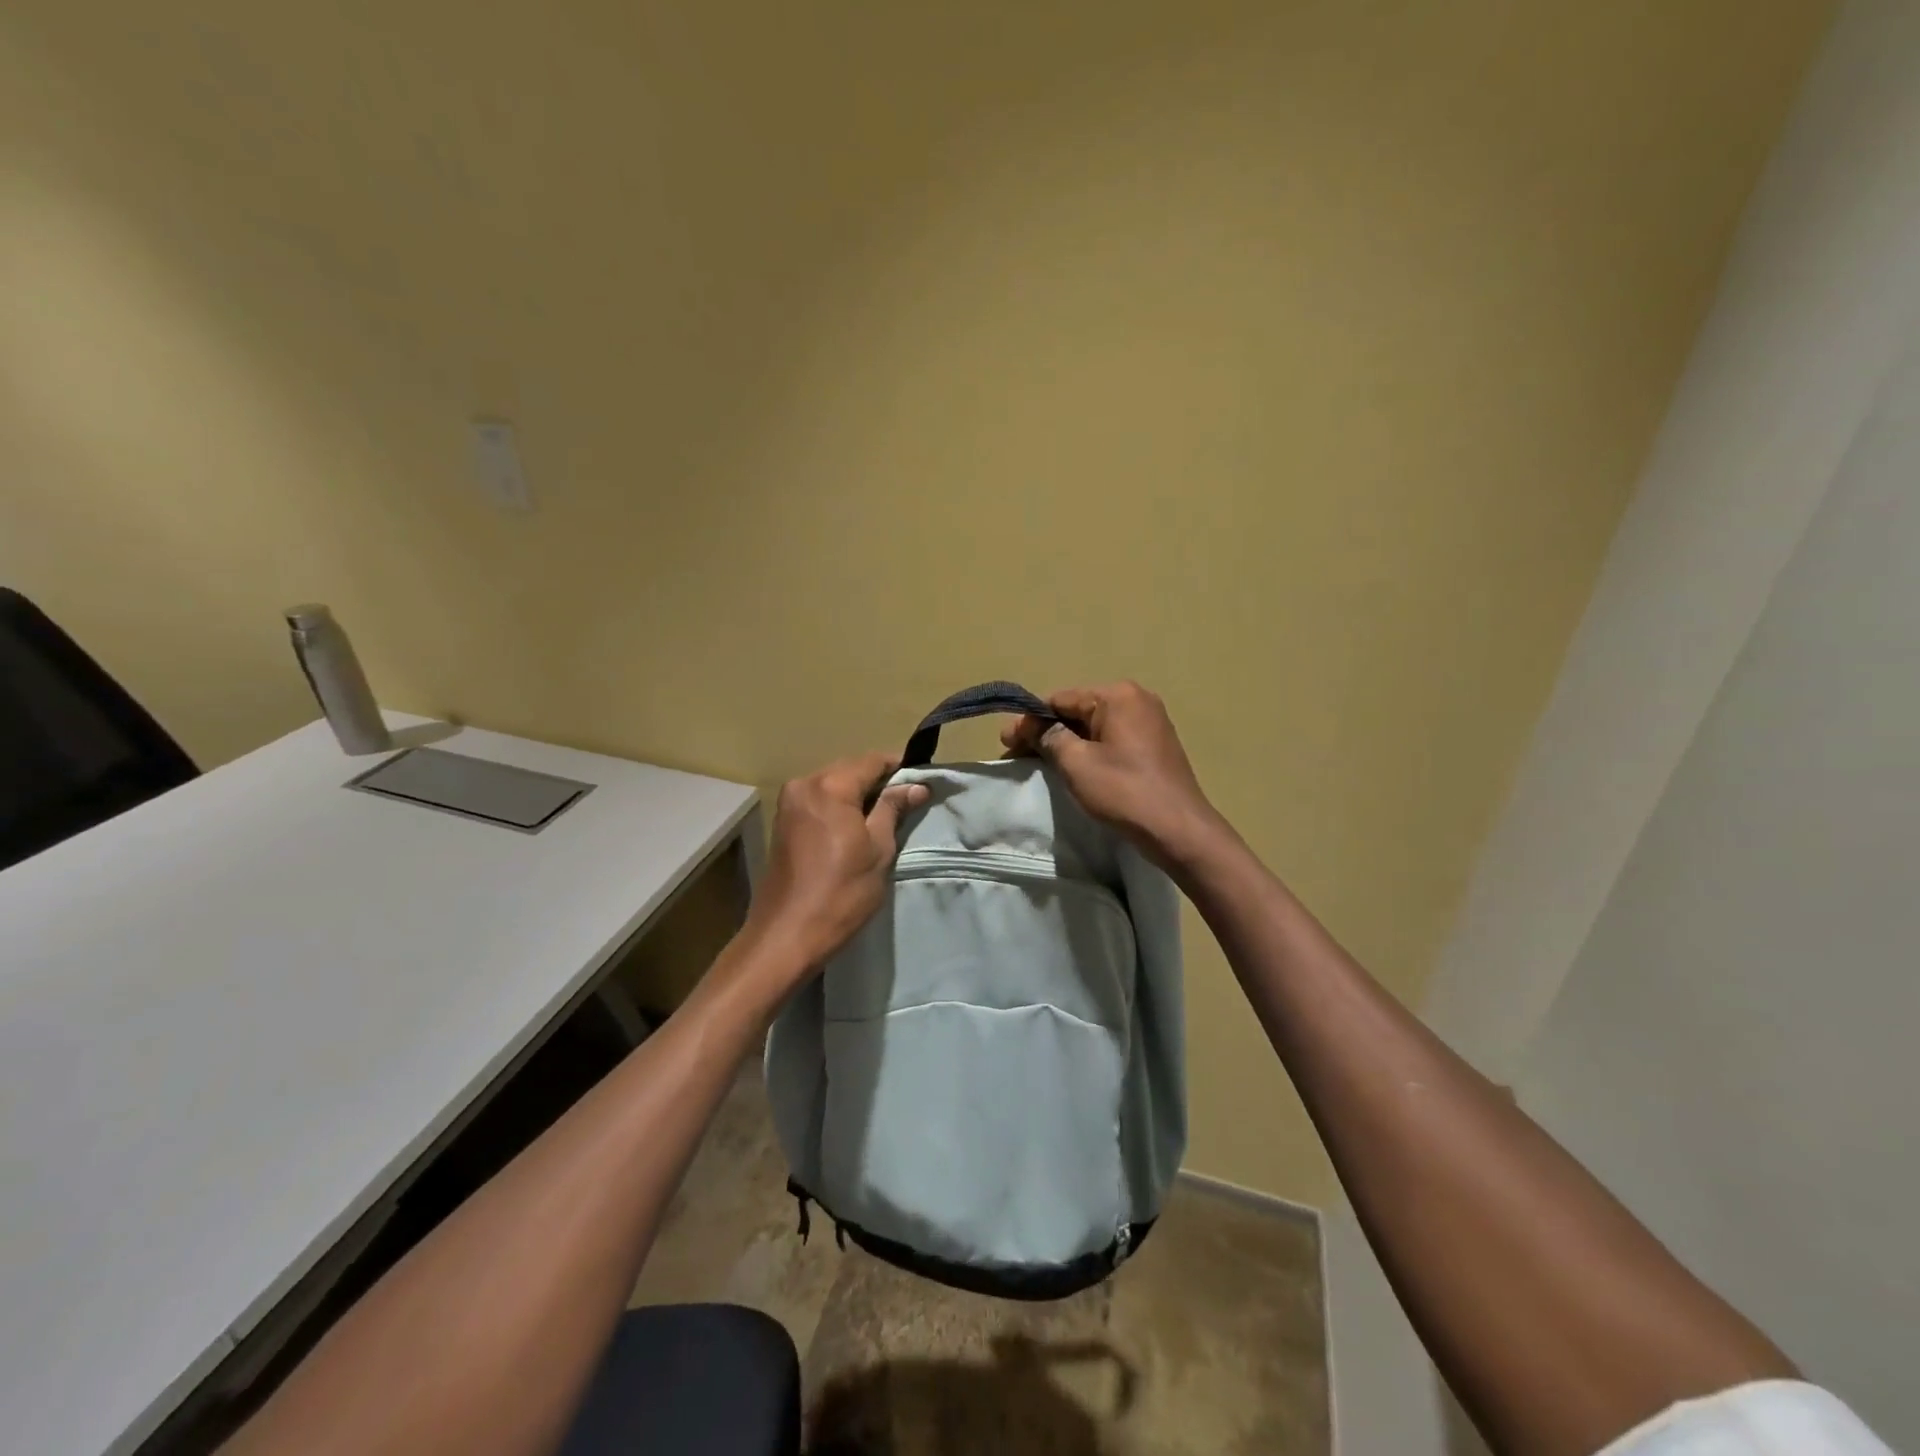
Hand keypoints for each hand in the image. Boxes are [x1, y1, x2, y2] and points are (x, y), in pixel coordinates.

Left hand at [743, 752, 929, 976]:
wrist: (787, 935)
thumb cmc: (841, 892)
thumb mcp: (878, 849)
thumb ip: (893, 809)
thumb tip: (916, 785)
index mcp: (830, 786)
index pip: (873, 760)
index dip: (900, 767)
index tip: (922, 780)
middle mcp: (804, 784)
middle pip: (850, 769)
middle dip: (879, 780)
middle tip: (908, 799)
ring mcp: (789, 803)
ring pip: (833, 784)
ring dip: (858, 794)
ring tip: (886, 815)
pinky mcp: (783, 821)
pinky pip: (819, 800)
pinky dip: (840, 806)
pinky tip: (857, 825)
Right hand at [1002, 682, 1224, 866]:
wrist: (1180, 830)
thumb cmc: (1124, 792)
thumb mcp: (1077, 764)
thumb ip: (1048, 737)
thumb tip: (1027, 724)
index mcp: (1118, 695)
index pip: (1060, 699)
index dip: (1029, 720)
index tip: (1005, 742)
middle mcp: (1136, 700)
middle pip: (1078, 710)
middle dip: (1046, 731)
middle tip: (1016, 754)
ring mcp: (1150, 722)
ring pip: (1094, 727)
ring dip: (1066, 742)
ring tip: (1039, 763)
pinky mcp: (1155, 745)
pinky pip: (1111, 740)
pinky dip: (1089, 751)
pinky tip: (1072, 768)